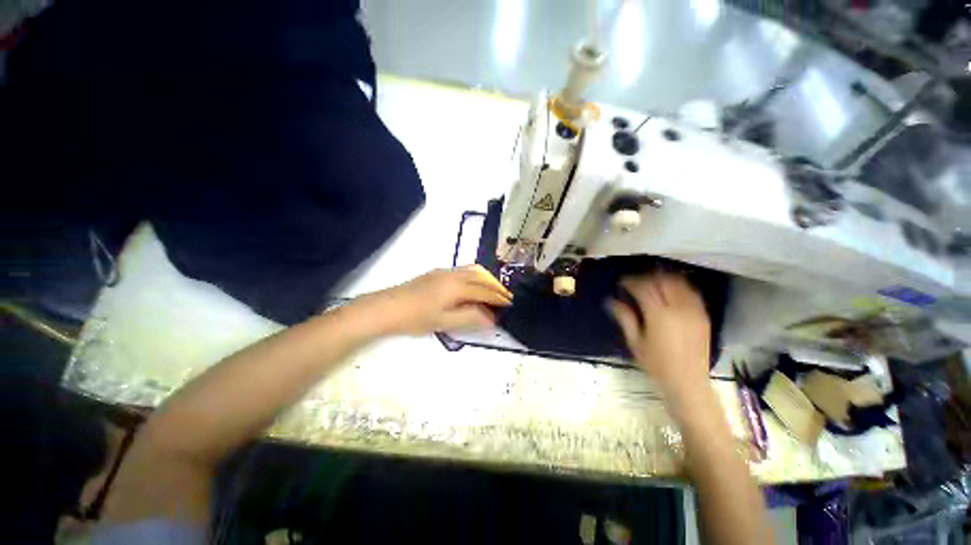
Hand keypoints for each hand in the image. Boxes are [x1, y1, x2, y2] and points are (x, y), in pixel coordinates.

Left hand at [362, 265, 512, 335]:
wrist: (387, 307)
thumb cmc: (416, 317)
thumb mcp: (444, 321)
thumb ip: (470, 317)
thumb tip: (491, 319)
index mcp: (457, 287)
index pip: (484, 291)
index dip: (498, 297)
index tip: (509, 303)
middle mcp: (453, 274)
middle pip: (480, 276)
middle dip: (495, 285)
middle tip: (504, 296)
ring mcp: (444, 271)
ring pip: (471, 270)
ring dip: (485, 279)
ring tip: (492, 290)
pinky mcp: (436, 273)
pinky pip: (462, 270)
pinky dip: (474, 276)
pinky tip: (471, 286)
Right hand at [610, 273, 710, 399]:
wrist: (689, 383)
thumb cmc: (657, 366)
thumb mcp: (635, 343)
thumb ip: (625, 318)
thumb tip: (611, 300)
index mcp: (659, 316)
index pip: (643, 288)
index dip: (630, 282)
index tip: (621, 282)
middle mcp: (678, 309)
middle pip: (661, 281)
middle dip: (645, 277)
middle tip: (634, 282)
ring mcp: (694, 311)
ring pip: (678, 283)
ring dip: (663, 278)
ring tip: (651, 281)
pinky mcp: (703, 316)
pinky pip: (691, 292)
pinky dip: (679, 285)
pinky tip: (670, 289)